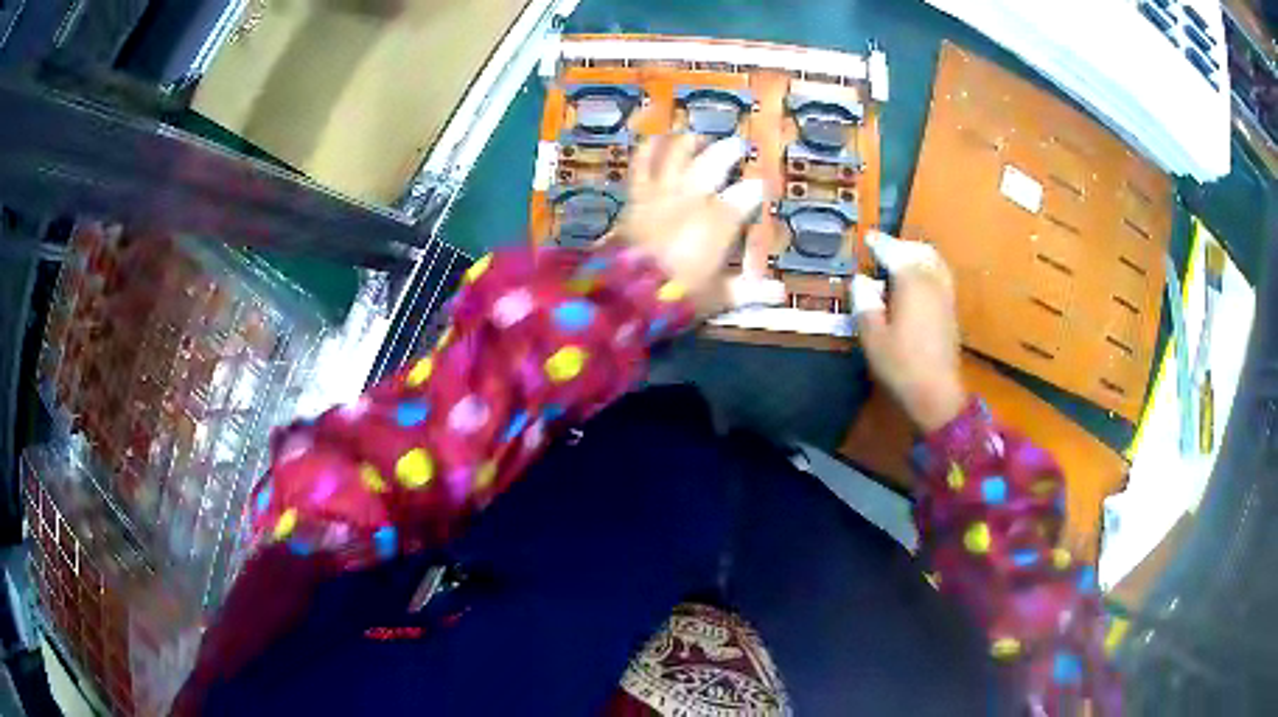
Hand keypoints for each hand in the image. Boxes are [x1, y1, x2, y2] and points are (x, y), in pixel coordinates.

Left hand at [617, 134, 783, 316]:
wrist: (627, 291)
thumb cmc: (679, 294)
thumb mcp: (719, 295)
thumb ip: (749, 290)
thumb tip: (780, 293)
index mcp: (721, 218)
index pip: (747, 193)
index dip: (756, 188)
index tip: (761, 187)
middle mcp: (694, 195)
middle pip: (716, 160)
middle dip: (730, 150)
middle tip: (738, 146)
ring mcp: (663, 190)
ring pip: (678, 152)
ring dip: (691, 141)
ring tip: (699, 138)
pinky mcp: (637, 193)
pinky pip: (642, 162)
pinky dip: (649, 147)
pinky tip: (655, 139)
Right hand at [853, 232, 965, 431]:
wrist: (936, 393)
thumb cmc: (900, 365)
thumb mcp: (872, 335)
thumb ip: (865, 302)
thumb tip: (862, 280)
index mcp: (911, 283)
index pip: (895, 252)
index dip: (880, 243)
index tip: (868, 238)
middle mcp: (932, 282)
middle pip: (919, 251)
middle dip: (900, 246)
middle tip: (882, 250)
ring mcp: (945, 295)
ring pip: (934, 261)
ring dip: (916, 255)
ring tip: (900, 262)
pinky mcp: (951, 310)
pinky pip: (941, 275)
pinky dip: (928, 268)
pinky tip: (917, 282)